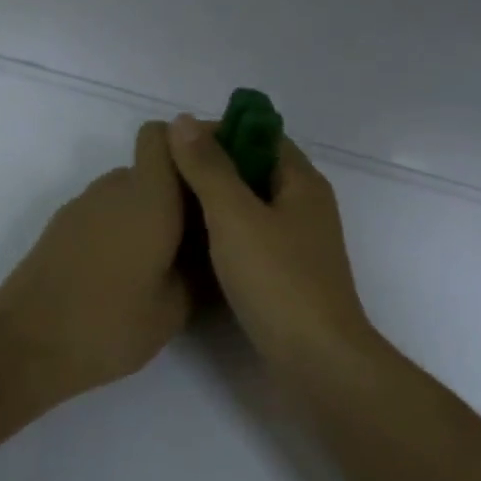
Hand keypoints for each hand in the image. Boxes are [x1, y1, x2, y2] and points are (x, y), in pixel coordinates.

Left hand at [0, 121, 190, 411]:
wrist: (24, 347)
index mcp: (149, 197)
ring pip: (128, 192)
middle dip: (177, 191)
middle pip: (152, 167)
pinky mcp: (60, 228)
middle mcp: (114, 189)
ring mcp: (82, 207)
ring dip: (149, 212)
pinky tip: (126, 272)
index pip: (164, 134)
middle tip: (199, 234)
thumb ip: (199, 268)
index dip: (190, 145)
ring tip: (164, 259)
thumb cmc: (109, 325)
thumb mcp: (174, 308)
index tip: (213, 177)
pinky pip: (104, 213)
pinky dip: (122, 228)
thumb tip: (207, 249)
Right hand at [166, 114, 379, 374]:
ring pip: (250, 208)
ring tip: (169, 207)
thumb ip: (209, 168)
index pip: (260, 135)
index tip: (175, 144)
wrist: (315, 360)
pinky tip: (191, 246)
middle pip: (254, 171)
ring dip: (214, 203)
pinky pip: (250, 240)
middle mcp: (304, 206)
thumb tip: (183, 121)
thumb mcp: (236, 216)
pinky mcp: (286, 275)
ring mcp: (297, 244)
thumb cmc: (278, 280)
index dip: (219, 131)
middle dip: (211, 168)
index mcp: (302, 182)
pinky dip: (223, 235)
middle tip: (164, 178)